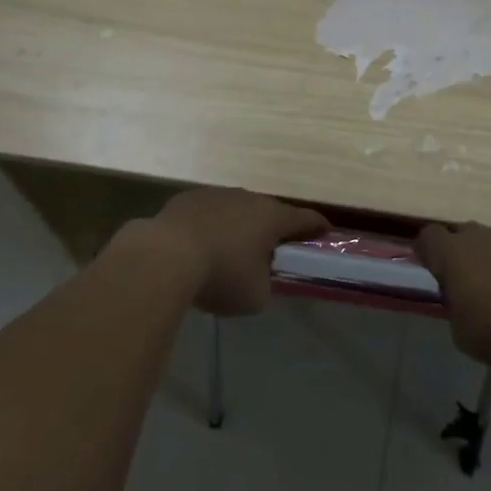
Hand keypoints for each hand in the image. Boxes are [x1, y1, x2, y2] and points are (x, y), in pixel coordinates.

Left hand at [149, 188, 327, 316]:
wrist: (164, 256)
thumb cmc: (220, 275)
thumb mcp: (255, 295)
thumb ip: (266, 283)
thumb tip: (259, 276)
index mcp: (272, 217)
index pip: (304, 218)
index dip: (317, 226)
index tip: (326, 231)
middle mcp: (248, 198)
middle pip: (268, 212)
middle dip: (271, 229)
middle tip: (271, 249)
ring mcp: (216, 195)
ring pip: (236, 210)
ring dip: (238, 227)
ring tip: (229, 251)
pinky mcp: (187, 199)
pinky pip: (207, 214)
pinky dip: (210, 227)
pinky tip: (198, 248)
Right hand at [416, 222, 490, 366]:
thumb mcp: (463, 335)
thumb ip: (457, 312)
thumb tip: (464, 305)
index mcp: (452, 253)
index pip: (429, 236)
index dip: (427, 251)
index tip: (431, 268)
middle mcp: (481, 236)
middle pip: (463, 235)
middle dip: (462, 254)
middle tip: (468, 283)